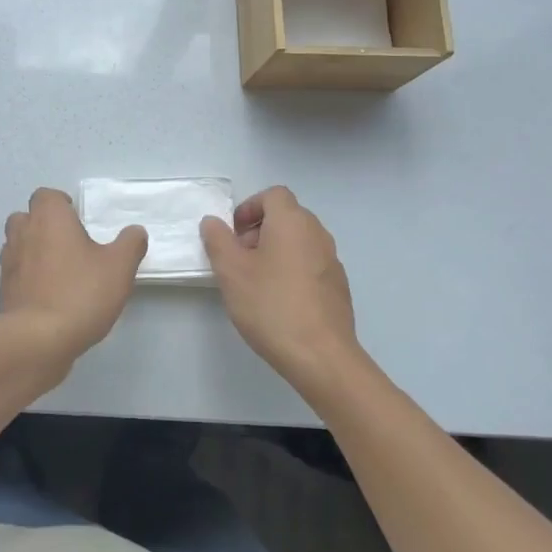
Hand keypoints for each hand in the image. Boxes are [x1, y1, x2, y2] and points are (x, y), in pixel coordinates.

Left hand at [0, 188, 146, 370]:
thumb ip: (130, 244)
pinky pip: (15, 273)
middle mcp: (23, 234)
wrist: (37, 340)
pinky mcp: (3, 291)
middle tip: (69, 243)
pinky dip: (27, 277)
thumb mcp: (119, 267)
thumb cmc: (80, 293)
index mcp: (49, 218)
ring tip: (59, 270)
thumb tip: (135, 231)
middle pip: (26, 217)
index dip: (61, 204)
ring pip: (17, 244)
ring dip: (33, 250)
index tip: (77, 219)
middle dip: (43, 225)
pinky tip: (48, 295)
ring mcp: (9, 263)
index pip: (46, 196)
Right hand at [200, 186, 362, 397]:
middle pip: (287, 216)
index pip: (273, 195)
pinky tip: (278, 301)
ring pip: (299, 241)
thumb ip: (218, 240)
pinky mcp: (338, 286)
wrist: (321, 356)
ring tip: (255, 282)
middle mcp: (317, 234)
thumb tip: (213, 222)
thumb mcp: (231, 272)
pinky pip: (310, 264)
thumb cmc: (271, 305)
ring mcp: (332, 261)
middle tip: (238, 258)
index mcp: (292, 222)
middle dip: (259, 230)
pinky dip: (292, 270)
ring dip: (275, 251)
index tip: (233, 234)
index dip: (249, 208)